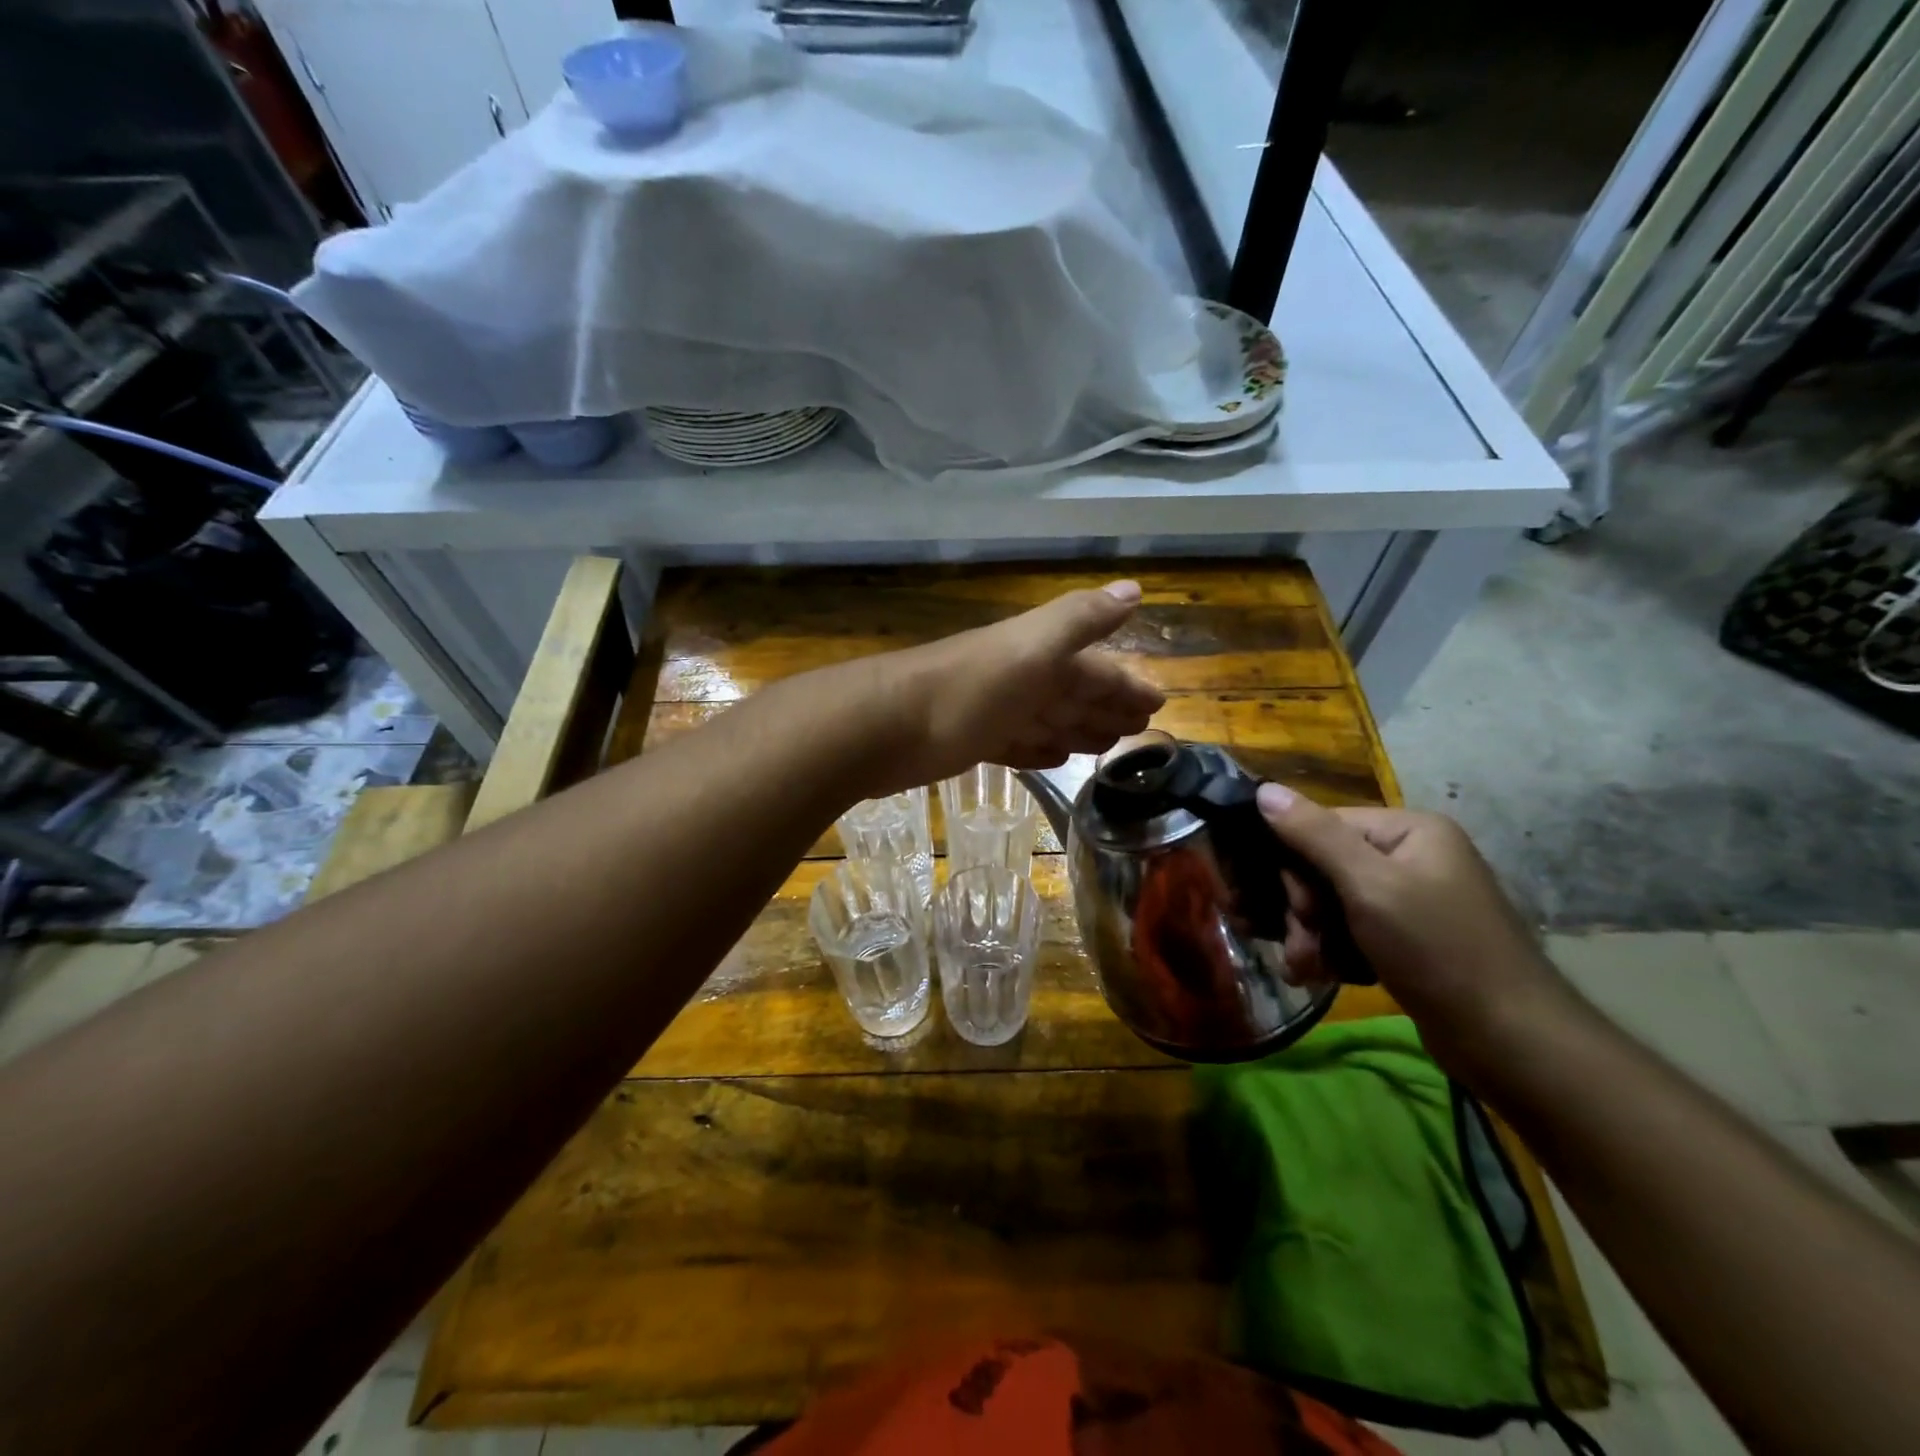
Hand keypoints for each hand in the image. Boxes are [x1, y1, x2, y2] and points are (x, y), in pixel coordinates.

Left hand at [860, 581, 1164, 794]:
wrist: (885, 727)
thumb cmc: (968, 689)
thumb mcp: (1032, 648)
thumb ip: (1080, 620)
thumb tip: (1134, 587)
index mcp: (1038, 655)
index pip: (1095, 668)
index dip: (1126, 684)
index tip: (1157, 706)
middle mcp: (1018, 678)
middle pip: (1072, 692)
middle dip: (1106, 706)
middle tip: (1139, 730)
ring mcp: (992, 711)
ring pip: (1046, 718)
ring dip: (1077, 729)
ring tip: (1106, 746)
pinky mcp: (969, 742)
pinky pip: (1015, 744)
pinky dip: (1038, 749)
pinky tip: (1052, 758)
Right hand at [1254, 785, 1571, 1079]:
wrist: (1512, 1042)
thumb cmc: (1438, 951)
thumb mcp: (1370, 886)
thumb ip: (1314, 836)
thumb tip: (1264, 790)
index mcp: (1408, 830)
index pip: (1321, 827)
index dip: (1294, 866)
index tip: (1292, 908)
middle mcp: (1409, 856)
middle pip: (1323, 868)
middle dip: (1302, 911)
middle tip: (1298, 949)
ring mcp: (1410, 899)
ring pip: (1332, 905)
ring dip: (1310, 937)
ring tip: (1305, 971)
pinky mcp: (1408, 939)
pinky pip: (1351, 932)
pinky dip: (1333, 953)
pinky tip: (1323, 976)